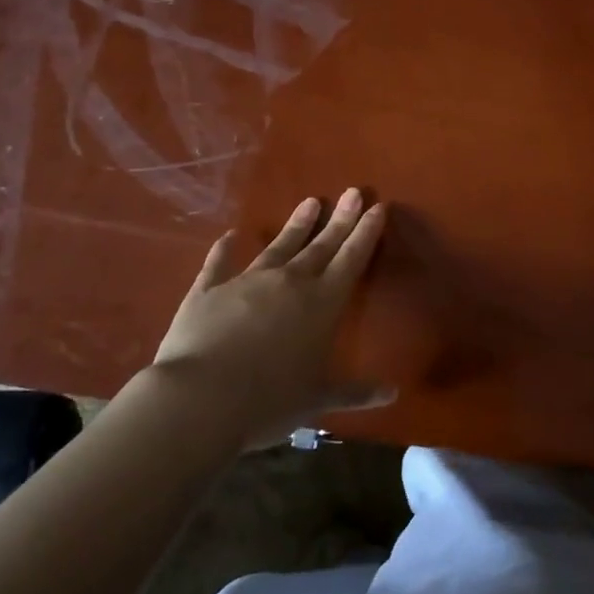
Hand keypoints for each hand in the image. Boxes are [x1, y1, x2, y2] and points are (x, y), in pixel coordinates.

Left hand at [150, 190, 387, 447]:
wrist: (199, 398)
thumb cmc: (268, 401)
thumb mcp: (317, 400)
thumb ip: (355, 393)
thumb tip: (393, 394)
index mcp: (322, 304)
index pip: (351, 259)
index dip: (366, 233)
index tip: (378, 206)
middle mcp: (289, 282)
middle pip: (321, 245)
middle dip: (340, 219)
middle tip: (353, 191)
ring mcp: (247, 281)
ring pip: (279, 246)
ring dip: (296, 225)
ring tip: (310, 201)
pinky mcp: (208, 290)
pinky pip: (219, 263)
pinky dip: (225, 249)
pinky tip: (229, 235)